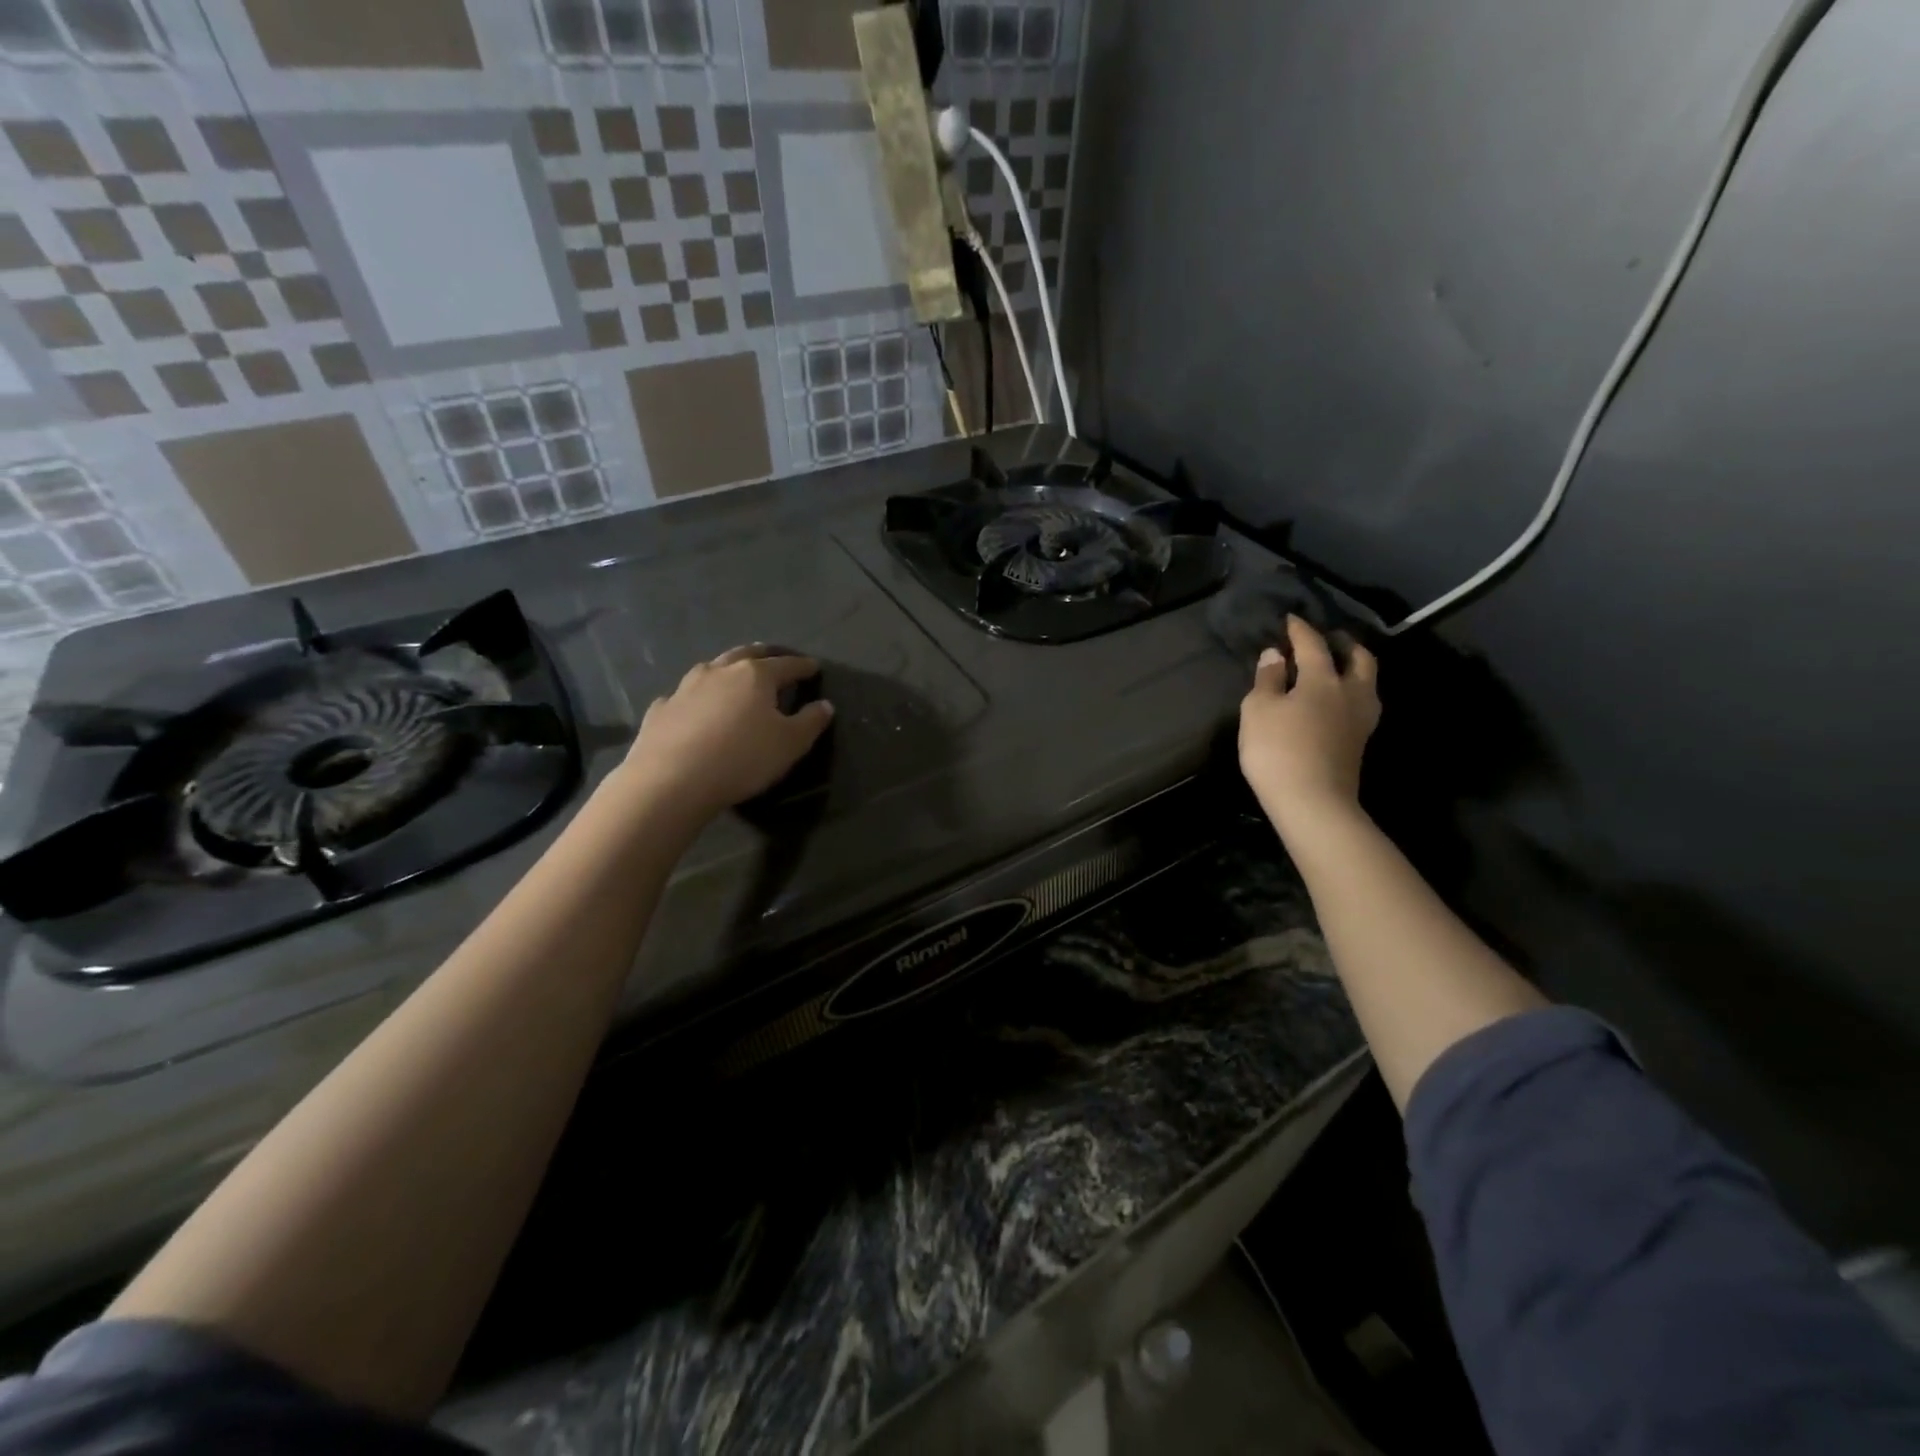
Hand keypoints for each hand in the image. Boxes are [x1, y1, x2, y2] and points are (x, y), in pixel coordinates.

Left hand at [616, 645, 833, 820]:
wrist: (671, 780)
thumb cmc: (742, 758)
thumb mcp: (790, 744)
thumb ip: (811, 722)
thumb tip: (825, 705)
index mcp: (755, 675)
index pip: (786, 664)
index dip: (803, 666)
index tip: (814, 668)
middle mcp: (720, 671)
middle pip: (746, 654)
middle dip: (763, 655)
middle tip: (774, 657)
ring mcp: (685, 688)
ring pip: (711, 669)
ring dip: (727, 670)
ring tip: (734, 676)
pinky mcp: (661, 709)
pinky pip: (683, 696)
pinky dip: (695, 697)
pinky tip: (694, 707)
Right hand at [1239, 616, 1379, 835]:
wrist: (1313, 802)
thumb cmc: (1278, 750)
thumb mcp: (1258, 710)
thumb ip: (1267, 680)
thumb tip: (1275, 655)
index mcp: (1323, 679)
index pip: (1313, 645)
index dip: (1300, 630)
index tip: (1291, 618)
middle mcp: (1350, 693)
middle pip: (1359, 659)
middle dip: (1344, 644)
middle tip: (1330, 638)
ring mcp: (1361, 720)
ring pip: (1366, 683)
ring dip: (1354, 669)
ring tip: (1337, 667)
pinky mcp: (1359, 742)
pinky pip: (1360, 704)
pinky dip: (1350, 692)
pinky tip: (1336, 700)